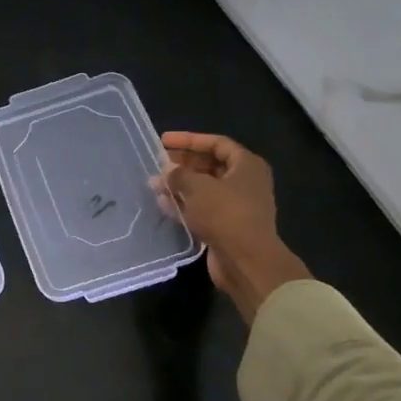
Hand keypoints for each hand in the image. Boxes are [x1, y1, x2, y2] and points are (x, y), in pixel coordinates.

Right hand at [160, 132, 310, 322]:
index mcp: (247, 165)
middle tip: (158, 164)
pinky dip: (184, 205)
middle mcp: (245, 182)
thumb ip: (179, 175)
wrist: (245, 260)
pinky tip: (163, 204)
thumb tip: (167, 171)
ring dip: (180, 186)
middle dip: (182, 165)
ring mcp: (236, 206)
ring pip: (204, 189)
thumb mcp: (198, 187)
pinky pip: (202, 209)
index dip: (189, 140)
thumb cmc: (225, 213)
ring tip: (154, 185)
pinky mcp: (226, 226)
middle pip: (210, 166)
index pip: (216, 143)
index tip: (164, 141)